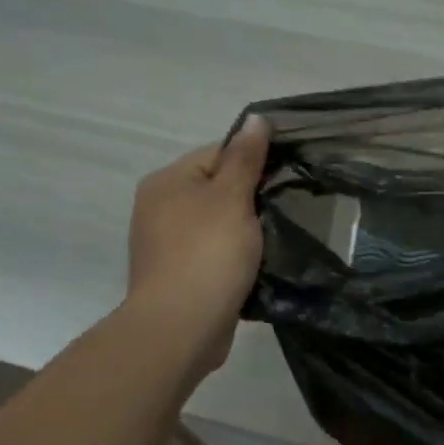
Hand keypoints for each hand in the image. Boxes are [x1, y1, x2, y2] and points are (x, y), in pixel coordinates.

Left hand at [125, 114, 271, 379]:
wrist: (181, 327)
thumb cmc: (208, 253)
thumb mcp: (232, 198)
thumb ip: (246, 157)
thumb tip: (255, 117)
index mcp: (168, 181)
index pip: (218, 154)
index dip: (253, 164)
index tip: (283, 181)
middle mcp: (159, 207)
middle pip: (218, 189)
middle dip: (251, 199)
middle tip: (284, 210)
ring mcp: (166, 243)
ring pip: (218, 223)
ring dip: (245, 230)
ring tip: (274, 239)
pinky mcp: (179, 274)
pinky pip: (214, 253)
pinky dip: (234, 256)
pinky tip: (255, 265)